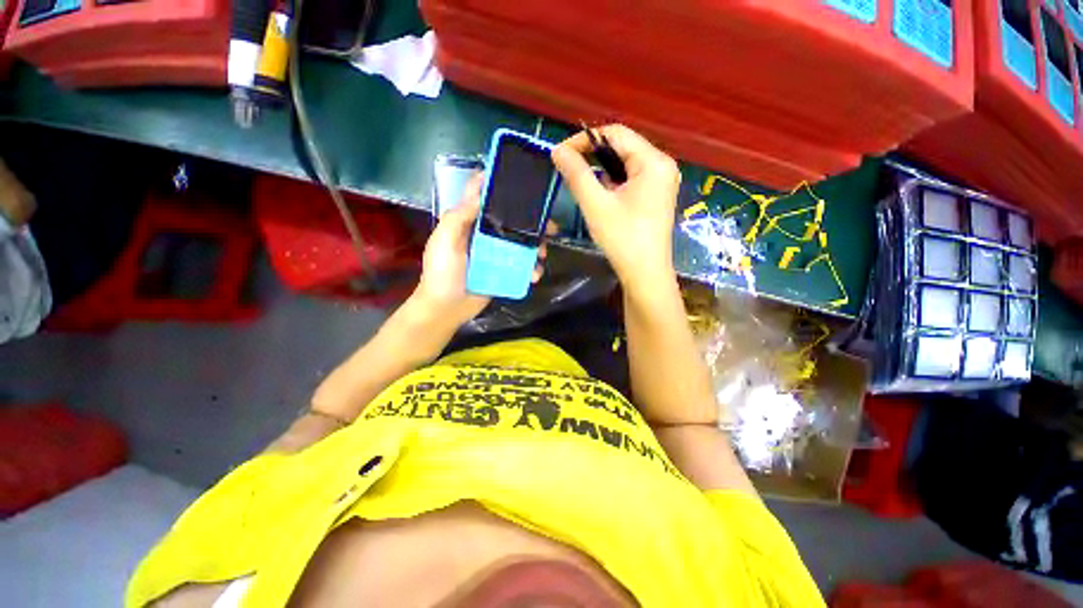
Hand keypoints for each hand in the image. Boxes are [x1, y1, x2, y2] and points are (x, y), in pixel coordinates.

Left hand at [411, 172, 552, 327]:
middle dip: (531, 221)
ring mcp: (496, 253)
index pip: (481, 195)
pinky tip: (535, 274)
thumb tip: (482, 193)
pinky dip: (531, 268)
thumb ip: (459, 217)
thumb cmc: (442, 273)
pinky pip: (521, 264)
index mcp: (468, 222)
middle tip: (549, 226)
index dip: (497, 183)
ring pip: (521, 242)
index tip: (519, 179)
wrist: (447, 309)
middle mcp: (484, 234)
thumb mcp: (444, 241)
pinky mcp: (503, 270)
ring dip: (536, 246)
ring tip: (542, 255)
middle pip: (511, 219)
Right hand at [551, 124, 680, 297]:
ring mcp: (662, 182)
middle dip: (593, 154)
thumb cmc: (622, 238)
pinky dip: (613, 182)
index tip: (561, 153)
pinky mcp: (657, 196)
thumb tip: (557, 150)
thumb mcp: (596, 204)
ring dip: (602, 169)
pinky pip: (632, 179)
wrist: (645, 274)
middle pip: (623, 147)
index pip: (616, 133)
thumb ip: (576, 174)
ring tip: (582, 182)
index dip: (585, 139)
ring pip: (626, 164)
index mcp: (653, 161)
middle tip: (568, 167)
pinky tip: (601, 195)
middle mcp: (662, 165)